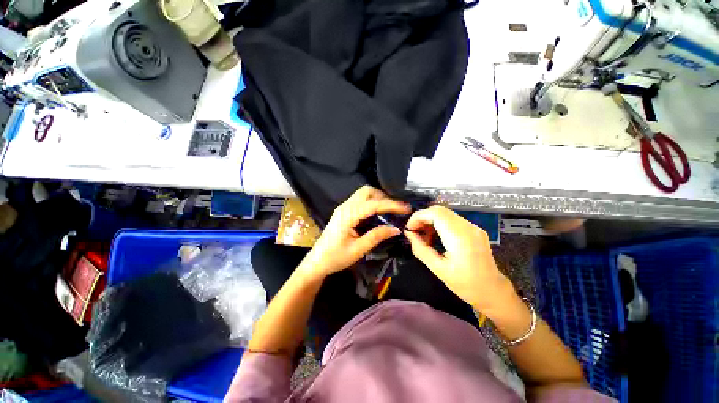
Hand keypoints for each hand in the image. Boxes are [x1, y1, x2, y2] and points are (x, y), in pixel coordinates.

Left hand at [298, 186, 410, 280]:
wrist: (316, 262)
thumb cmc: (335, 258)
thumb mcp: (358, 249)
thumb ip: (377, 236)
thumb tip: (396, 228)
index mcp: (348, 215)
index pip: (373, 204)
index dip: (391, 205)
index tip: (406, 208)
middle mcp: (345, 207)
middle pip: (367, 191)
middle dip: (383, 197)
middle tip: (395, 209)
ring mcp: (343, 208)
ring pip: (363, 194)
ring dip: (377, 199)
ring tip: (389, 211)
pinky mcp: (343, 212)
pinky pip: (359, 200)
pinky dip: (371, 202)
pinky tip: (377, 213)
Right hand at [404, 205, 514, 313]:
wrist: (492, 291)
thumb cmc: (465, 284)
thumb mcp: (438, 269)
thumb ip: (420, 249)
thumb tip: (409, 234)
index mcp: (460, 237)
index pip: (435, 213)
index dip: (418, 216)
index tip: (410, 229)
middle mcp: (468, 227)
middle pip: (439, 210)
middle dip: (423, 218)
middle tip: (415, 232)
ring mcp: (473, 226)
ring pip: (445, 213)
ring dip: (430, 221)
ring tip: (425, 237)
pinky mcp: (474, 229)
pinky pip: (452, 219)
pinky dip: (439, 224)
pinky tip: (436, 237)